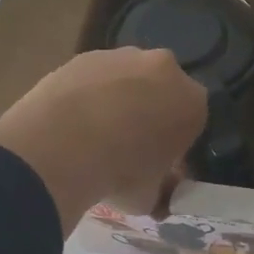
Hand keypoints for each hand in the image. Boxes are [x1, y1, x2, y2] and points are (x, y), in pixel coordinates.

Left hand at [0, 47, 206, 235]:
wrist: (61, 144)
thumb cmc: (119, 172)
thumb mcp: (150, 198)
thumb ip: (161, 191)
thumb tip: (159, 195)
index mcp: (192, 102)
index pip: (193, 122)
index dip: (176, 144)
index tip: (159, 164)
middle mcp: (165, 68)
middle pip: (162, 92)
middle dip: (150, 114)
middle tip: (128, 148)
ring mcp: (123, 57)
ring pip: (128, 80)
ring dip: (119, 101)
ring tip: (94, 136)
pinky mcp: (85, 56)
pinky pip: (95, 78)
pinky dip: (88, 95)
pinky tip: (71, 123)